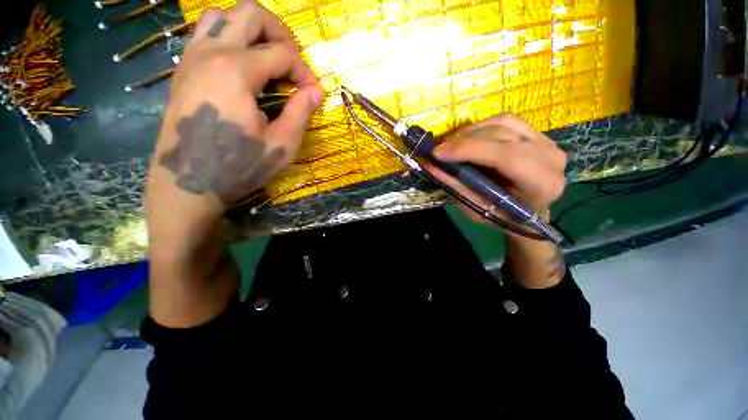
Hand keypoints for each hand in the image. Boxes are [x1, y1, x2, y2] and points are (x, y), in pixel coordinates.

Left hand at [146, 1, 324, 234]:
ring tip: (267, 58)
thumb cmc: (239, 167)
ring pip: (222, 16)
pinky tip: (242, 67)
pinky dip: (229, 39)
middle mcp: (210, 53)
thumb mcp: (281, 145)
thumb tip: (317, 91)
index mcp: (236, 71)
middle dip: (280, 33)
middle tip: (293, 62)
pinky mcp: (183, 71)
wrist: (188, 183)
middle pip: (250, 13)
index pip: (281, 54)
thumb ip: (301, 112)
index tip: (313, 93)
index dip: (304, 72)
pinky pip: (205, 35)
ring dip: (251, 30)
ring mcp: (191, 59)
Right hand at [429, 113, 566, 227]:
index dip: (468, 149)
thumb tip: (431, 166)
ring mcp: (548, 142)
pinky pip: (506, 121)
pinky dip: (482, 128)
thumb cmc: (502, 218)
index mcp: (541, 183)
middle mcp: (551, 157)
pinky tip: (468, 140)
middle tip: (440, 151)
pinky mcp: (538, 134)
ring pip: (503, 122)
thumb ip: (455, 186)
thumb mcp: (476, 209)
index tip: (437, 153)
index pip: (505, 155)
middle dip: (464, 140)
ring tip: (451, 146)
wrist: (528, 215)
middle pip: (503, 134)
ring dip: (471, 132)